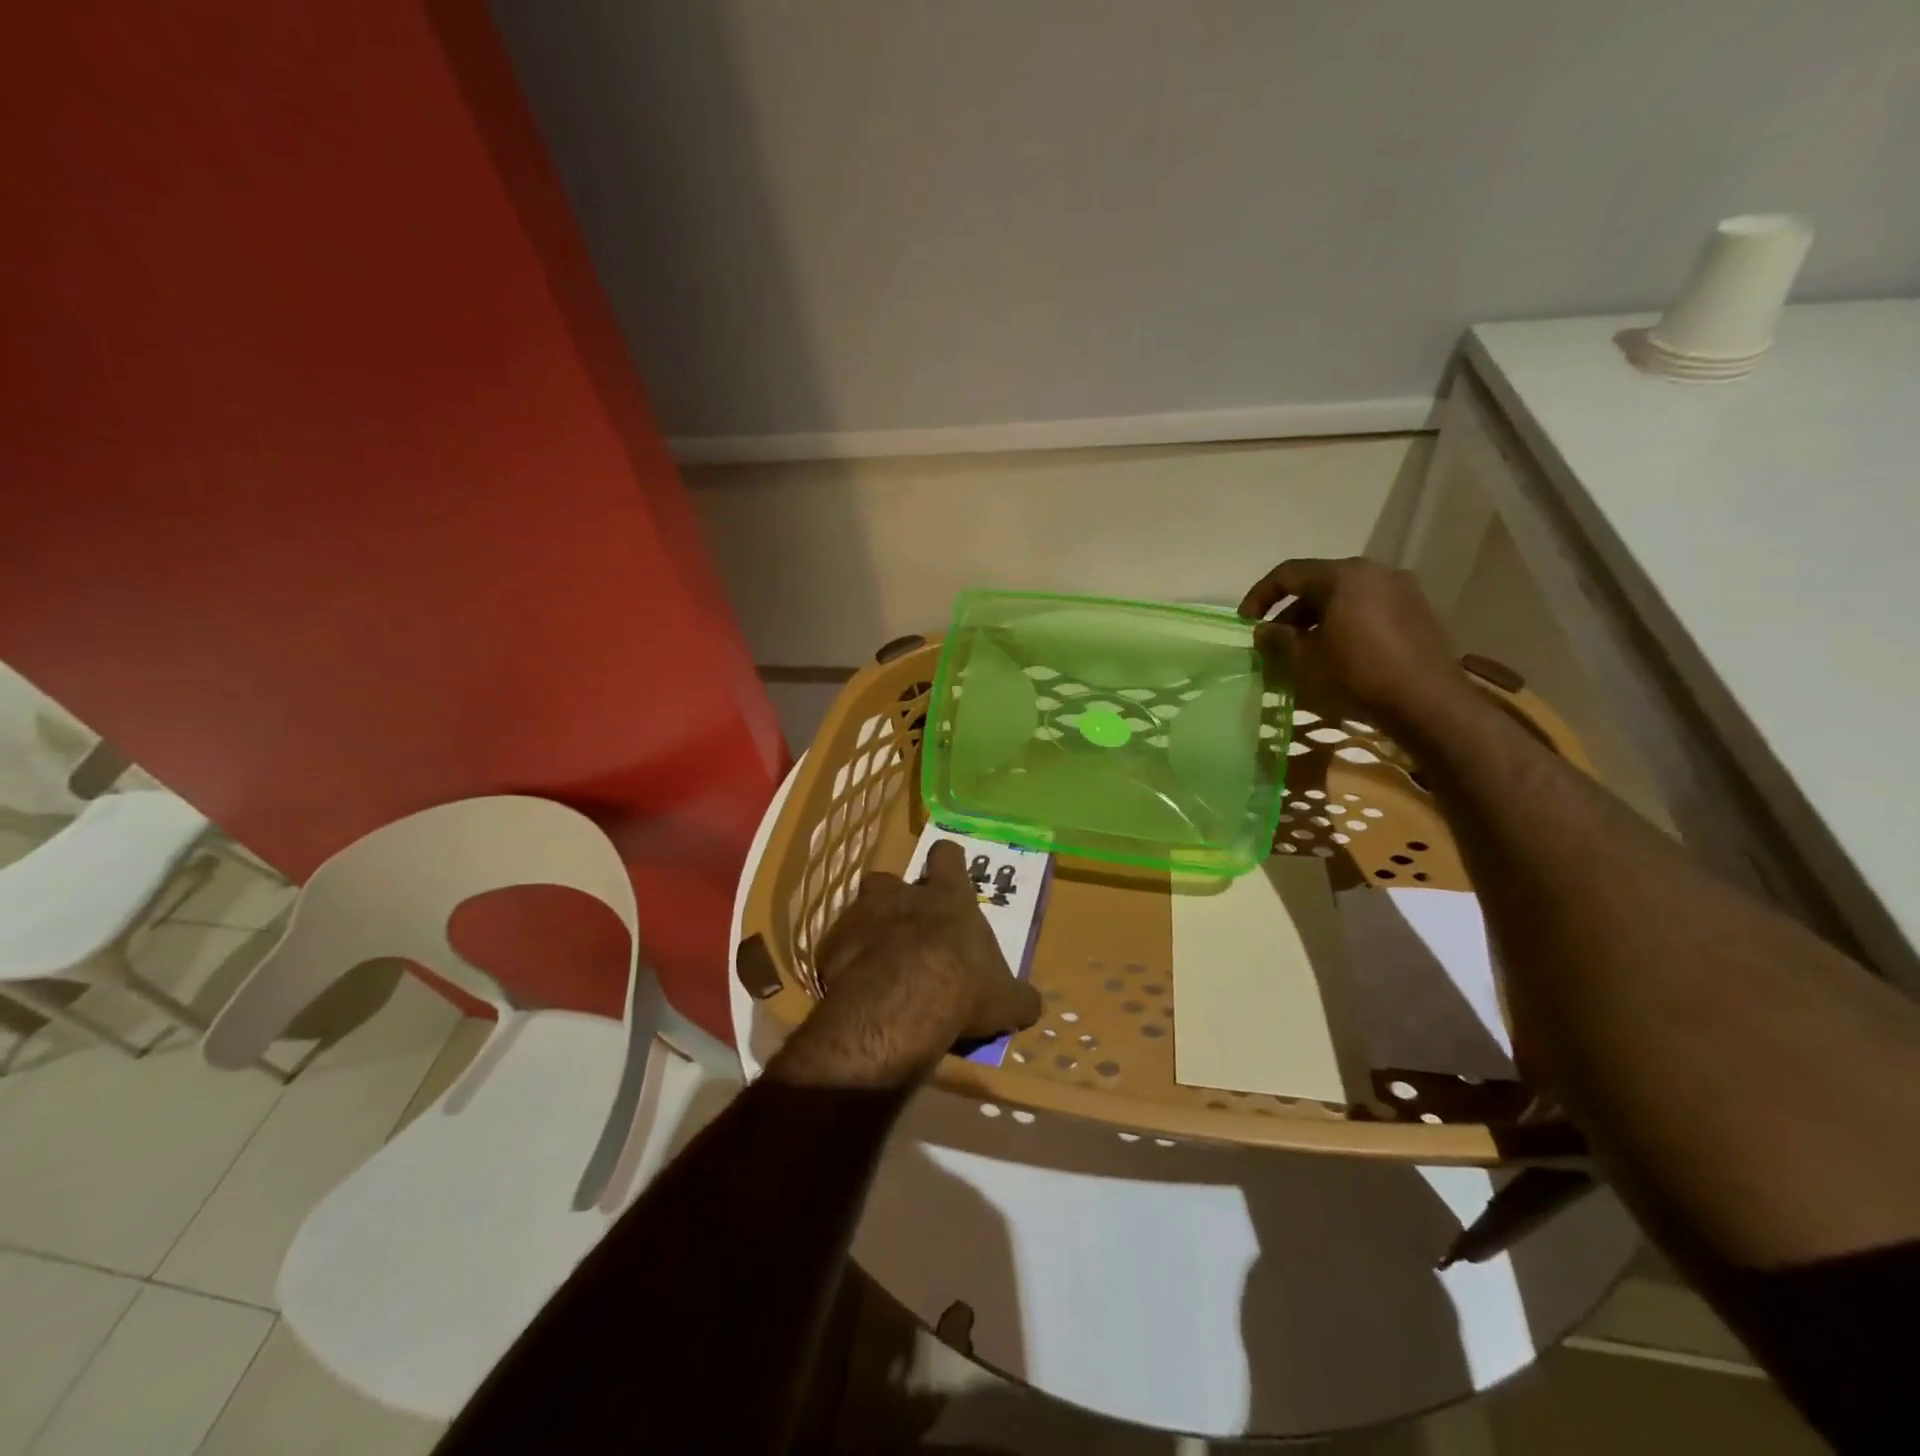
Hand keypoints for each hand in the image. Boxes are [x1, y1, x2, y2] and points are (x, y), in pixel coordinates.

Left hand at [768, 840, 1042, 1088]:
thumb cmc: (963, 988)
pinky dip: (845, 964)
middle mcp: (902, 894)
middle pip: (892, 879)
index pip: (947, 856)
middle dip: (897, 899)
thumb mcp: (1006, 1000)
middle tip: (908, 931)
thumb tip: (1033, 1004)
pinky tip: (854, 990)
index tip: (948, 874)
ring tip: (878, 962)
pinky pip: (837, 948)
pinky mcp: (831, 945)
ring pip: (860, 908)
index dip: (948, 862)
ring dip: (868, 928)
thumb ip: (1019, 997)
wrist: (900, 1005)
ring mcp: (861, 915)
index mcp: (948, 896)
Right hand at [1239, 557, 1474, 739]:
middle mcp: (1376, 572)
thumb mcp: (1305, 659)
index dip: (1260, 595)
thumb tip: (1263, 630)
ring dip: (1318, 620)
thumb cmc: (1358, 674)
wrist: (1428, 703)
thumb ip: (1279, 639)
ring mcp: (1402, 591)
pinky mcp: (1418, 613)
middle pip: (1319, 583)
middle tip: (1274, 640)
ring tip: (1303, 650)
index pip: (1289, 573)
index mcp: (1344, 575)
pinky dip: (1345, 624)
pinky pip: (1370, 609)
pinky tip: (1338, 653)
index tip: (1245, 622)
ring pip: (1346, 597)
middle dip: (1291, 611)